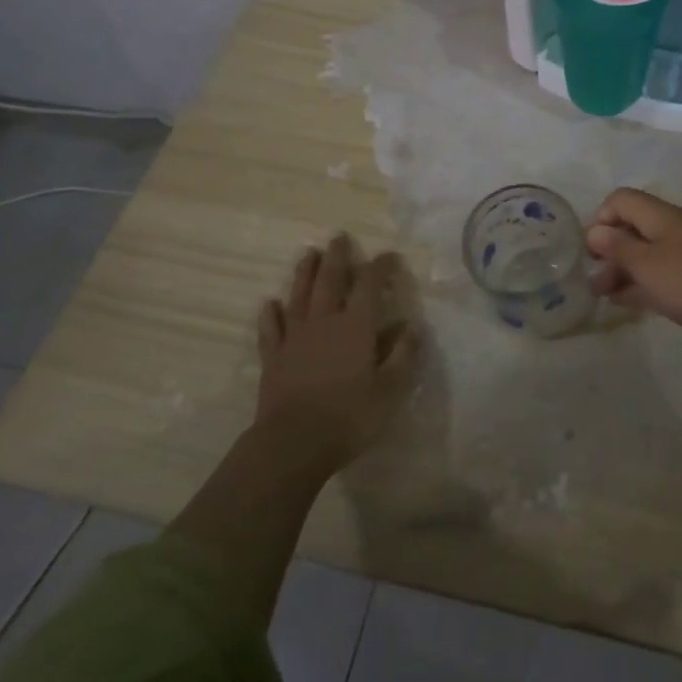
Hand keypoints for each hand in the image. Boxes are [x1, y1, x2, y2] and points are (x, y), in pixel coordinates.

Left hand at [253, 236, 417, 475]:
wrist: (293, 444)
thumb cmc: (349, 416)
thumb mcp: (391, 389)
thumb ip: (403, 355)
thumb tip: (411, 327)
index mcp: (356, 325)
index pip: (370, 284)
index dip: (380, 266)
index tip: (390, 256)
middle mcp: (325, 321)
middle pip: (330, 280)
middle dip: (337, 257)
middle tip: (339, 237)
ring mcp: (295, 337)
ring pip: (299, 296)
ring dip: (304, 273)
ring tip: (308, 254)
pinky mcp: (273, 357)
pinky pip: (271, 329)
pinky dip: (270, 314)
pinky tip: (269, 303)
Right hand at [585, 187, 681, 349]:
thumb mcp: (646, 265)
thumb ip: (617, 247)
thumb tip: (595, 231)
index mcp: (660, 215)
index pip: (621, 199)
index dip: (601, 219)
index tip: (592, 251)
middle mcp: (672, 227)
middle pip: (632, 226)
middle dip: (609, 249)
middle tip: (594, 278)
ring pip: (645, 252)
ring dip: (622, 269)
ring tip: (604, 295)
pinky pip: (660, 271)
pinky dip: (641, 281)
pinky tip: (627, 301)